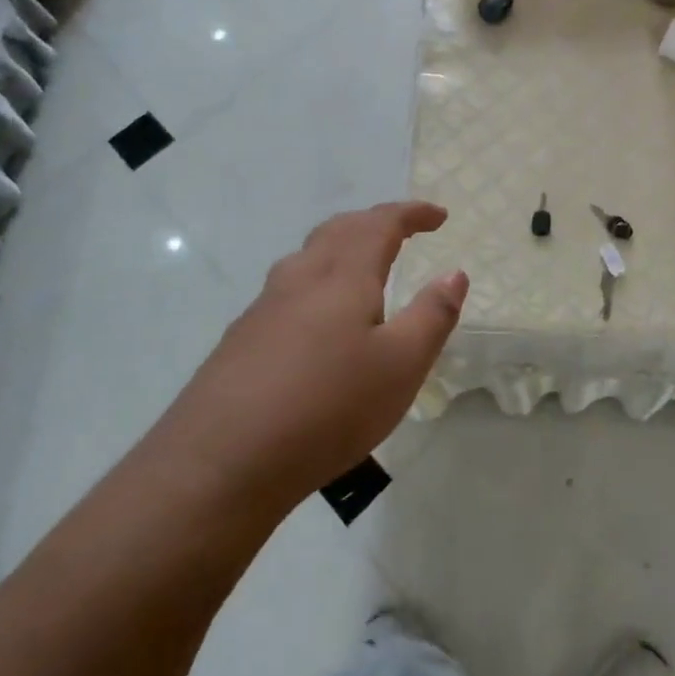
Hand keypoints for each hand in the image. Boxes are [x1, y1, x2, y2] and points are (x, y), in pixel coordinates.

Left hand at [162, 202, 466, 516]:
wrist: (220, 462)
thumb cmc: (328, 408)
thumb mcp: (401, 366)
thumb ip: (432, 316)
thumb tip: (454, 273)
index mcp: (343, 276)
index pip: (380, 223)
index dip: (412, 213)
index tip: (439, 216)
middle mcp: (300, 278)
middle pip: (339, 230)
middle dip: (374, 223)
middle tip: (403, 233)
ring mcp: (264, 307)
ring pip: (308, 257)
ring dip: (341, 248)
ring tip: (362, 269)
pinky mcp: (242, 338)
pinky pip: (288, 290)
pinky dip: (317, 282)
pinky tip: (317, 322)